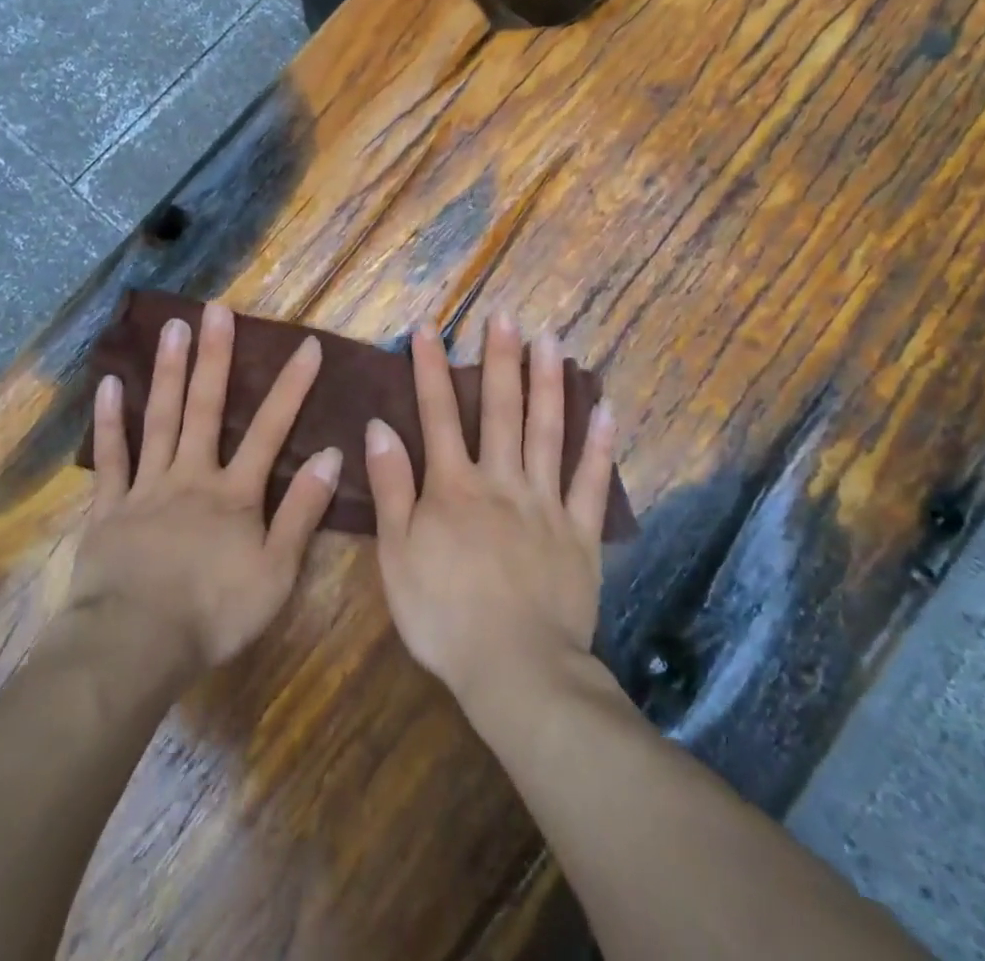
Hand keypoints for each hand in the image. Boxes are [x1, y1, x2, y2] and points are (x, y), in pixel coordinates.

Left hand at [67, 301, 342, 670]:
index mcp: (234, 494)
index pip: (270, 430)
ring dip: (168, 372)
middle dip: (215, 357)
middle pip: (206, 408)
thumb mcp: (276, 572)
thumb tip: (329, 455)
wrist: (135, 644)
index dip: (291, 387)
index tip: (306, 345)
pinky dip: (109, 421)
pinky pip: (111, 457)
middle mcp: (191, 476)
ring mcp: (147, 487)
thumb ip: (302, 512)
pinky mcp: (109, 507)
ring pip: (160, 419)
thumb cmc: (213, 612)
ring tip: (172, 327)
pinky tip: (109, 383)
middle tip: (216, 309)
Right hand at [366, 313, 615, 707]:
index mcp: (453, 486)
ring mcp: (545, 503)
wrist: (515, 670)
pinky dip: (599, 443)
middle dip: (500, 358)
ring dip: (549, 382)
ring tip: (551, 339)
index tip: (429, 327)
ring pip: (548, 431)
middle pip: (501, 409)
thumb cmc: (443, 615)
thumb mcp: (396, 555)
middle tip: (505, 314)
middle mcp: (501, 481)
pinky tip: (606, 408)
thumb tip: (379, 426)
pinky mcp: (580, 533)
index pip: (439, 414)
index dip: (431, 368)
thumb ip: (391, 487)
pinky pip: (591, 481)